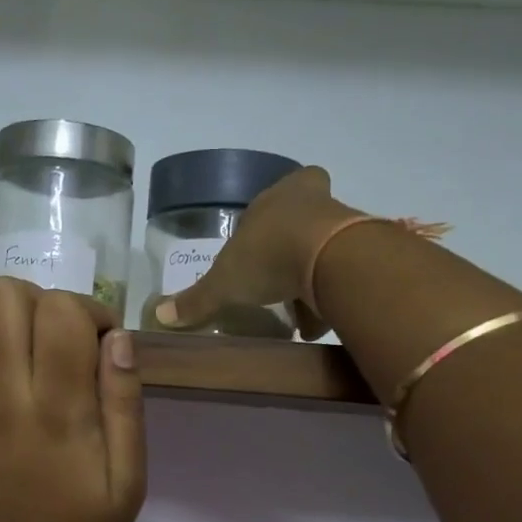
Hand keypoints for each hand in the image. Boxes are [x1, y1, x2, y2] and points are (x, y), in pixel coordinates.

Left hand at [0, 279, 145, 521]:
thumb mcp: (126, 487)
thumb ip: (125, 408)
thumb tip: (119, 340)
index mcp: (57, 413)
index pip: (62, 314)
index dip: (88, 310)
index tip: (98, 340)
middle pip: (3, 298)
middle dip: (37, 299)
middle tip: (50, 334)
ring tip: (3, 329)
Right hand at [154, 165, 358, 338]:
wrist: (329, 260)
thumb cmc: (267, 256)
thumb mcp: (223, 283)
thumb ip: (196, 300)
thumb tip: (159, 314)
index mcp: (276, 197)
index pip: (275, 195)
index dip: (267, 218)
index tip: (261, 242)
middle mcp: (311, 202)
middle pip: (303, 220)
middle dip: (291, 249)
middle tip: (278, 276)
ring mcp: (342, 224)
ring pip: (324, 249)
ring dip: (311, 278)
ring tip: (295, 313)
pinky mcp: (362, 252)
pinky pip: (342, 275)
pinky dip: (329, 299)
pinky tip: (315, 326)